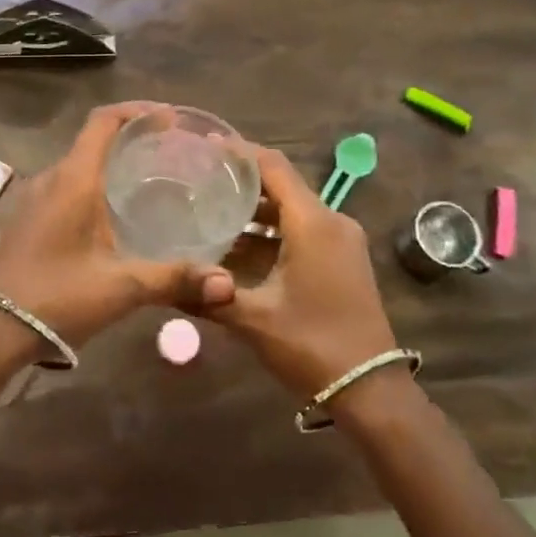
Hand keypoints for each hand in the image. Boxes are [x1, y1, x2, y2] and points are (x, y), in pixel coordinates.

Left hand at [0, 104, 235, 347]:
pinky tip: (115, 212)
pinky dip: (94, 183)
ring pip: (78, 164)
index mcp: (73, 179)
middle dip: (130, 137)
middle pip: (93, 140)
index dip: (136, 111)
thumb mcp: (122, 287)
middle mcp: (52, 178)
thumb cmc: (58, 297)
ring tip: (149, 177)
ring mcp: (35, 198)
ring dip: (110, 162)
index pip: (103, 121)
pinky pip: (66, 185)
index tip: (168, 118)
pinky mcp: (29, 219)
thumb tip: (227, 284)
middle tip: (169, 150)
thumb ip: (175, 279)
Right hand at [205, 147, 399, 400]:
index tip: (203, 147)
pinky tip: (238, 248)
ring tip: (209, 213)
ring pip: (291, 210)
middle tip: (198, 181)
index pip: (273, 166)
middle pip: (282, 185)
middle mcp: (331, 221)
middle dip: (241, 182)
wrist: (371, 390)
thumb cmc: (312, 344)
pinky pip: (302, 230)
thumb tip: (164, 284)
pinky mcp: (343, 259)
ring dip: (254, 212)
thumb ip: (208, 296)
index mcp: (313, 223)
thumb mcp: (253, 319)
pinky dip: (271, 232)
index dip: (239, 152)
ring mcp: (341, 240)